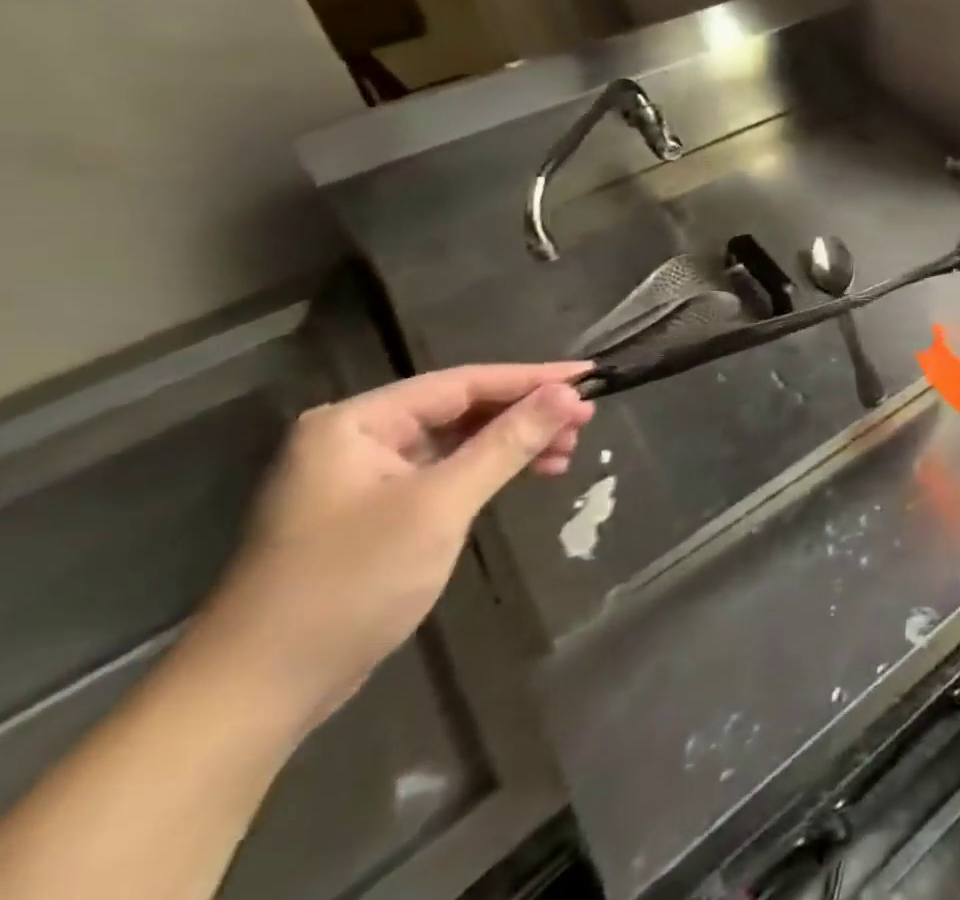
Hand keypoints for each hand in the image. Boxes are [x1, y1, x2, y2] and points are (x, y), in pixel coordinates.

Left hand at [186, 364, 593, 736]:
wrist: (256, 695)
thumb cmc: (349, 584)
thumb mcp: (440, 505)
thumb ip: (508, 442)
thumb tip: (569, 393)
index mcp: (357, 422)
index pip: (463, 382)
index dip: (533, 378)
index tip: (590, 377)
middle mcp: (357, 437)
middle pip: (461, 407)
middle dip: (526, 413)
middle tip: (586, 420)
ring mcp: (363, 476)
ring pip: (458, 440)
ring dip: (514, 443)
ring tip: (567, 450)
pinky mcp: (375, 511)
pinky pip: (446, 471)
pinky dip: (489, 471)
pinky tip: (528, 474)